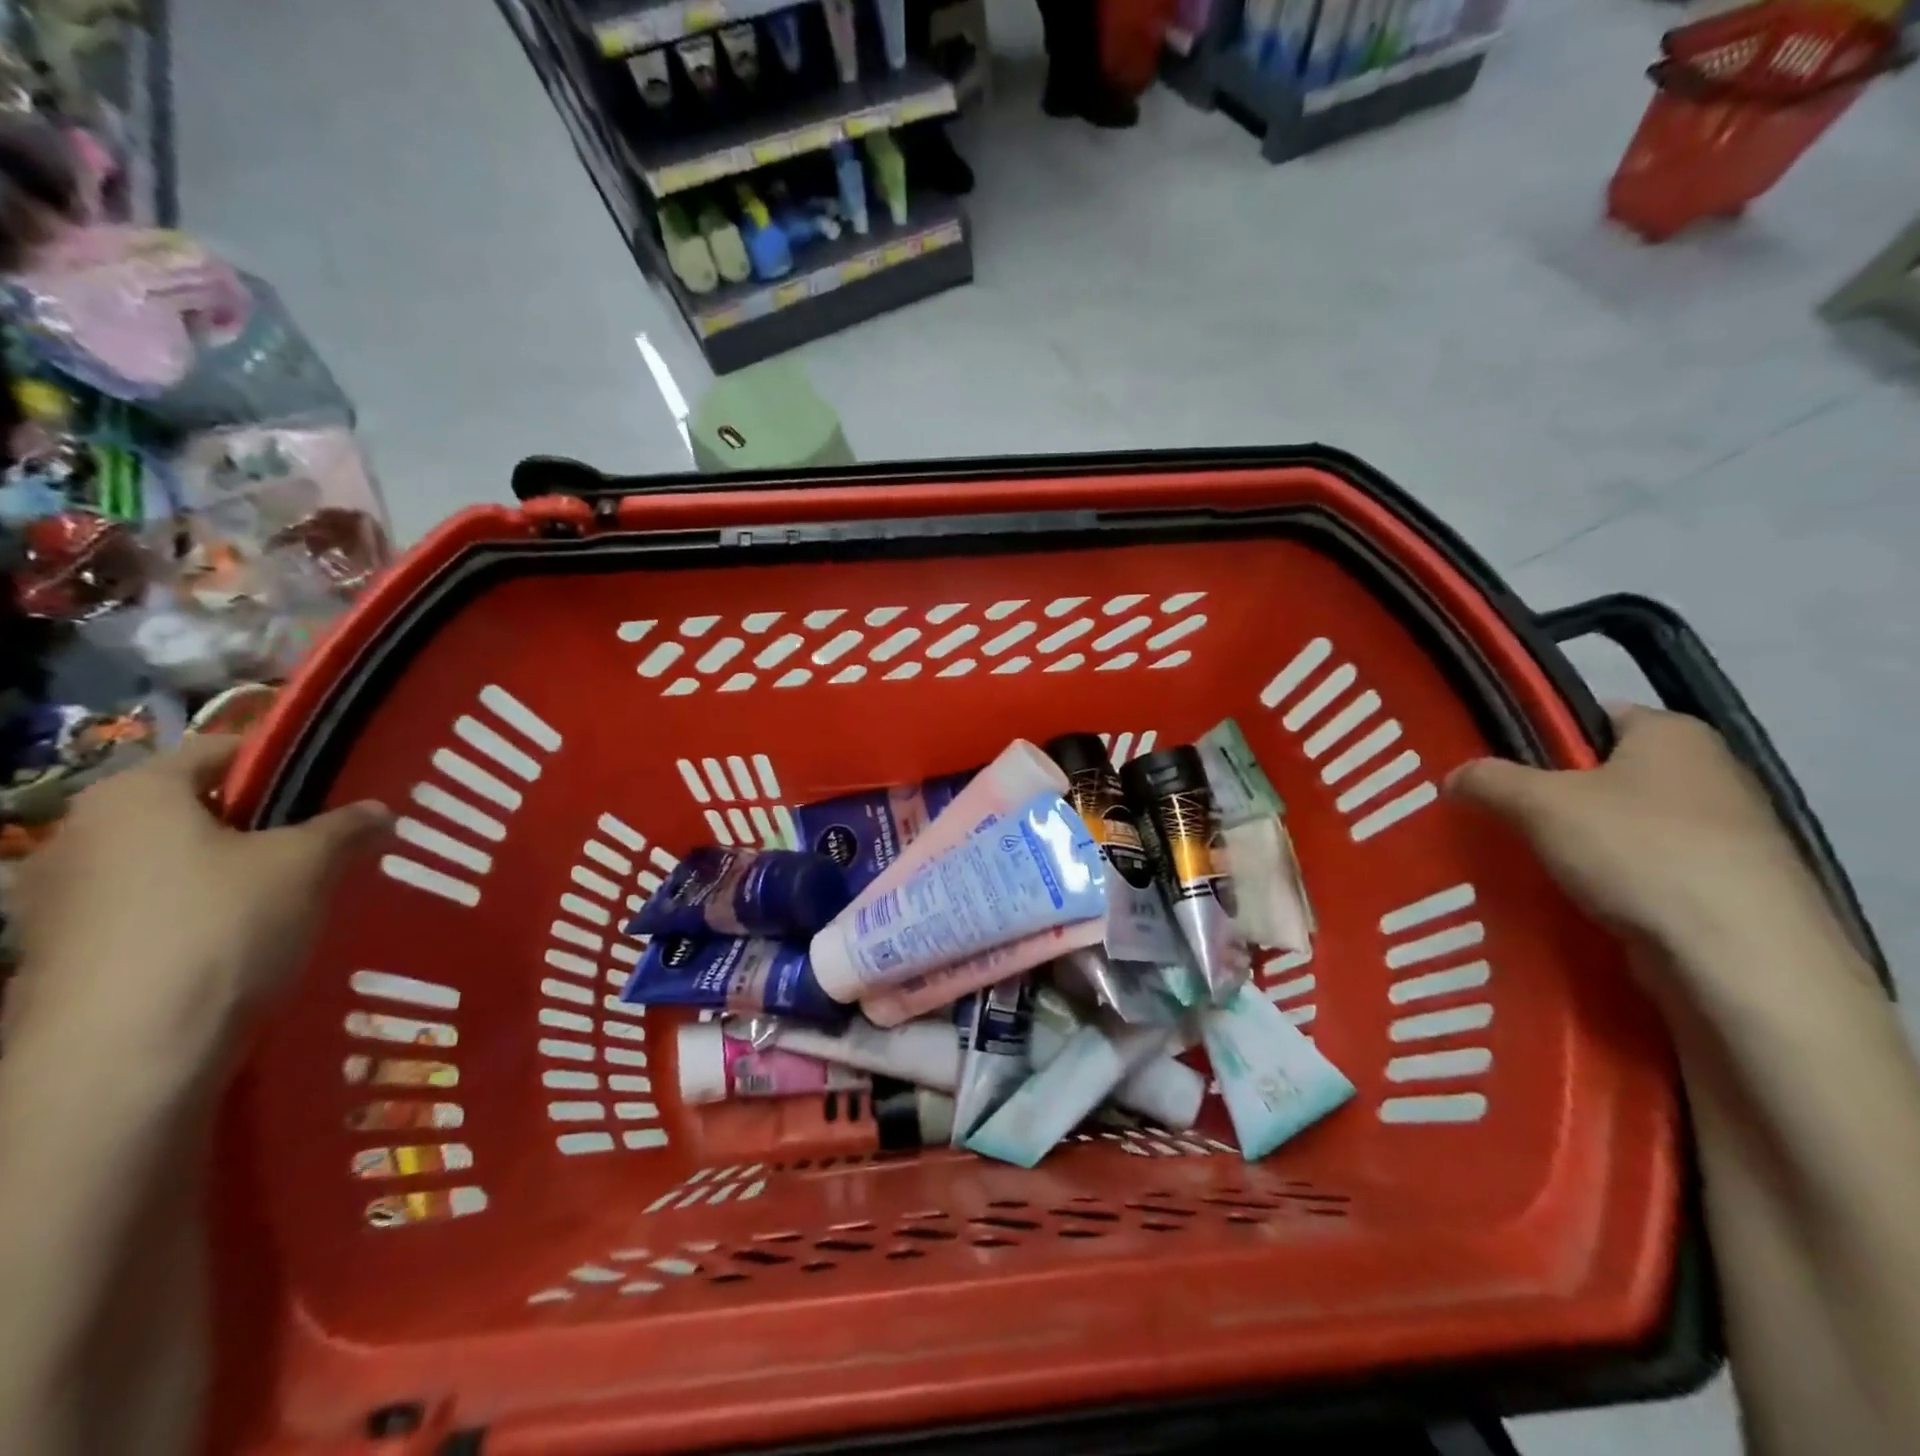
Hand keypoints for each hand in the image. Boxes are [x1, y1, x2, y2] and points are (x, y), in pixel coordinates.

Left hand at [3, 736, 388, 1060]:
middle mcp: (80, 834)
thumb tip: (379, 810)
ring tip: (297, 897)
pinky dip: (200, 918)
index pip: (221, 750)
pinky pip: (151, 914)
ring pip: (173, 865)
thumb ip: (347, 828)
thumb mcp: (307, 865)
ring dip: (232, 875)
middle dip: (263, 824)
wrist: (124, 1059)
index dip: (286, 762)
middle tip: (327, 844)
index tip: (338, 786)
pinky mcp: (63, 956)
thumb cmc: (219, 928)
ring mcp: (59, 900)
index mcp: (132, 794)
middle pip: (195, 810)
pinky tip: (247, 944)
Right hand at [1447, 705, 1839, 965]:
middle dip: (1550, 797)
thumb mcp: (1538, 802)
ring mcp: (1725, 835)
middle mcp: (1709, 773)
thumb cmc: (1638, 851)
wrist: (1740, 957)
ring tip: (1522, 860)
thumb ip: (1487, 779)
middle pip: (1603, 774)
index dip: (1538, 737)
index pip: (1590, 717)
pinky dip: (1606, 882)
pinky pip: (1644, 871)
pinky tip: (1568, 897)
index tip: (1494, 768)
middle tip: (1496, 816)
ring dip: (1575, 844)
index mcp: (1674, 734)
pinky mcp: (1725, 888)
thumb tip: (1454, 776)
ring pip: (1621, 827)